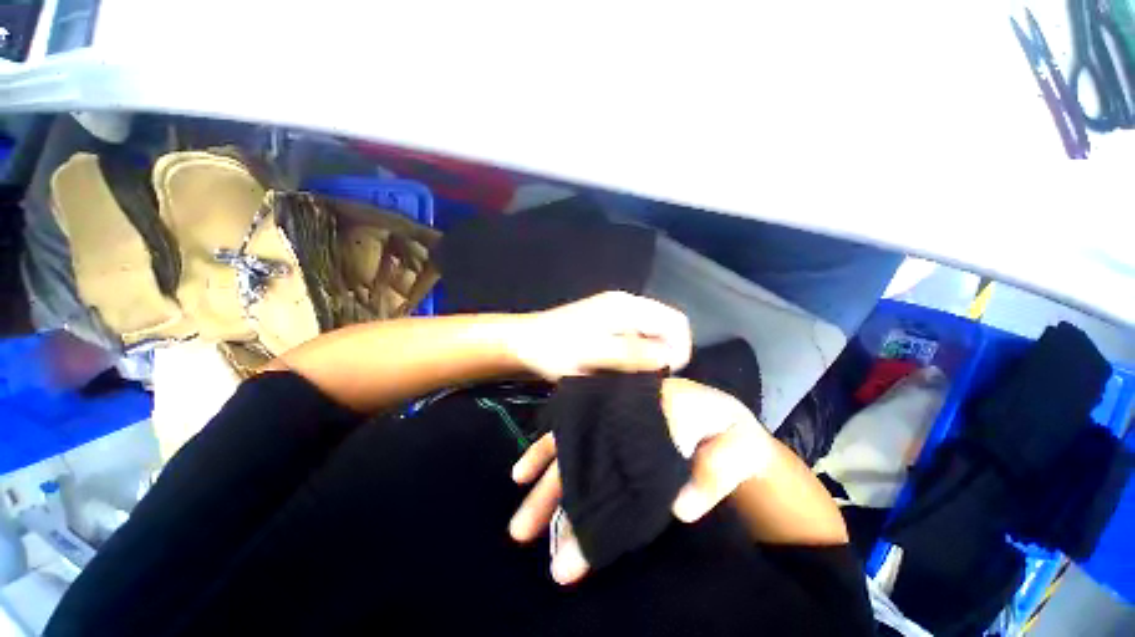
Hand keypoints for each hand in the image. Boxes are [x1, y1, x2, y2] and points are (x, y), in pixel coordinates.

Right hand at [509, 378, 772, 584]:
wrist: (725, 418)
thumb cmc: (728, 432)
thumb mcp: (736, 445)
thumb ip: (716, 472)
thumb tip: (678, 507)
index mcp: (650, 411)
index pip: (611, 452)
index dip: (589, 489)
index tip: (570, 533)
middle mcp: (622, 412)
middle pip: (583, 451)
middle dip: (553, 494)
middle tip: (521, 533)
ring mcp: (612, 418)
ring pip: (572, 448)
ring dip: (545, 484)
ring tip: (519, 521)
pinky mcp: (610, 427)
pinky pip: (575, 441)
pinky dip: (549, 457)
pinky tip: (527, 473)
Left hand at [510, 292, 691, 379]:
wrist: (524, 343)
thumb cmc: (556, 350)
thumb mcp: (596, 355)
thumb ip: (635, 354)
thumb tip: (671, 357)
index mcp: (627, 306)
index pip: (675, 321)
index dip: (679, 348)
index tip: (666, 375)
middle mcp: (626, 305)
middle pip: (665, 327)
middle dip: (664, 354)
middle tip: (647, 379)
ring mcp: (615, 314)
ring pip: (650, 335)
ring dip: (649, 356)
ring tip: (633, 376)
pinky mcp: (607, 324)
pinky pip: (634, 339)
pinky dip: (635, 354)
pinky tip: (621, 368)